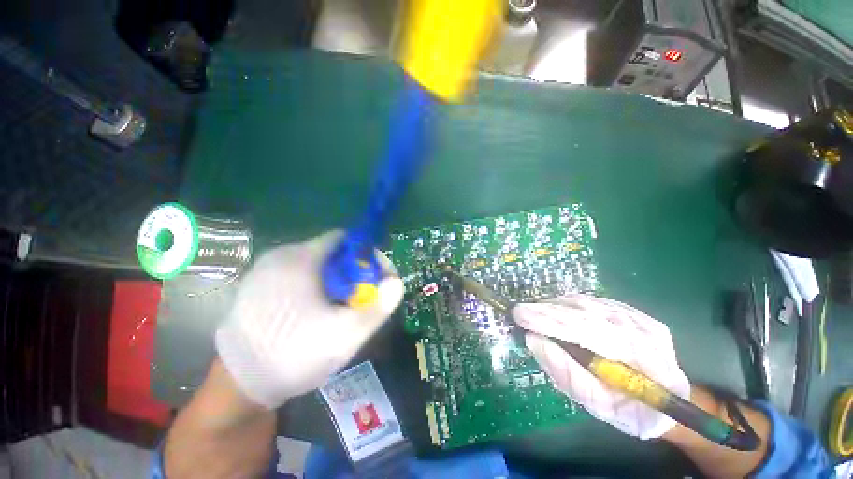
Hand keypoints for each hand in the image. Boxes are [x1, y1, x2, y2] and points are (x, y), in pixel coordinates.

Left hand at [215, 231, 404, 408]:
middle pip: (331, 253)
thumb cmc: (295, 355)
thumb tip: (397, 282)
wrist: (239, 387)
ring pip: (315, 265)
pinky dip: (315, 286)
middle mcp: (280, 257)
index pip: (343, 239)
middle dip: (352, 271)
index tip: (375, 278)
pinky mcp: (257, 286)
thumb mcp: (346, 334)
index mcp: (300, 259)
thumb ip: (378, 307)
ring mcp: (265, 271)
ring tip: (339, 308)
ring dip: (334, 280)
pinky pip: (297, 276)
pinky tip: (315, 312)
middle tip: (360, 297)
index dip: (365, 255)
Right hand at [513, 295, 689, 439]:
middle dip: (546, 310)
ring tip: (534, 314)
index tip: (520, 315)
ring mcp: (638, 316)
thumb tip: (533, 340)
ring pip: (585, 302)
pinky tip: (556, 314)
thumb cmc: (634, 411)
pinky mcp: (631, 310)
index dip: (550, 320)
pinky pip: (591, 302)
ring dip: (554, 307)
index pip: (587, 329)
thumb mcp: (599, 406)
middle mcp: (641, 328)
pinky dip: (567, 306)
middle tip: (519, 312)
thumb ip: (566, 373)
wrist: (670, 400)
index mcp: (642, 358)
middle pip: (584, 311)